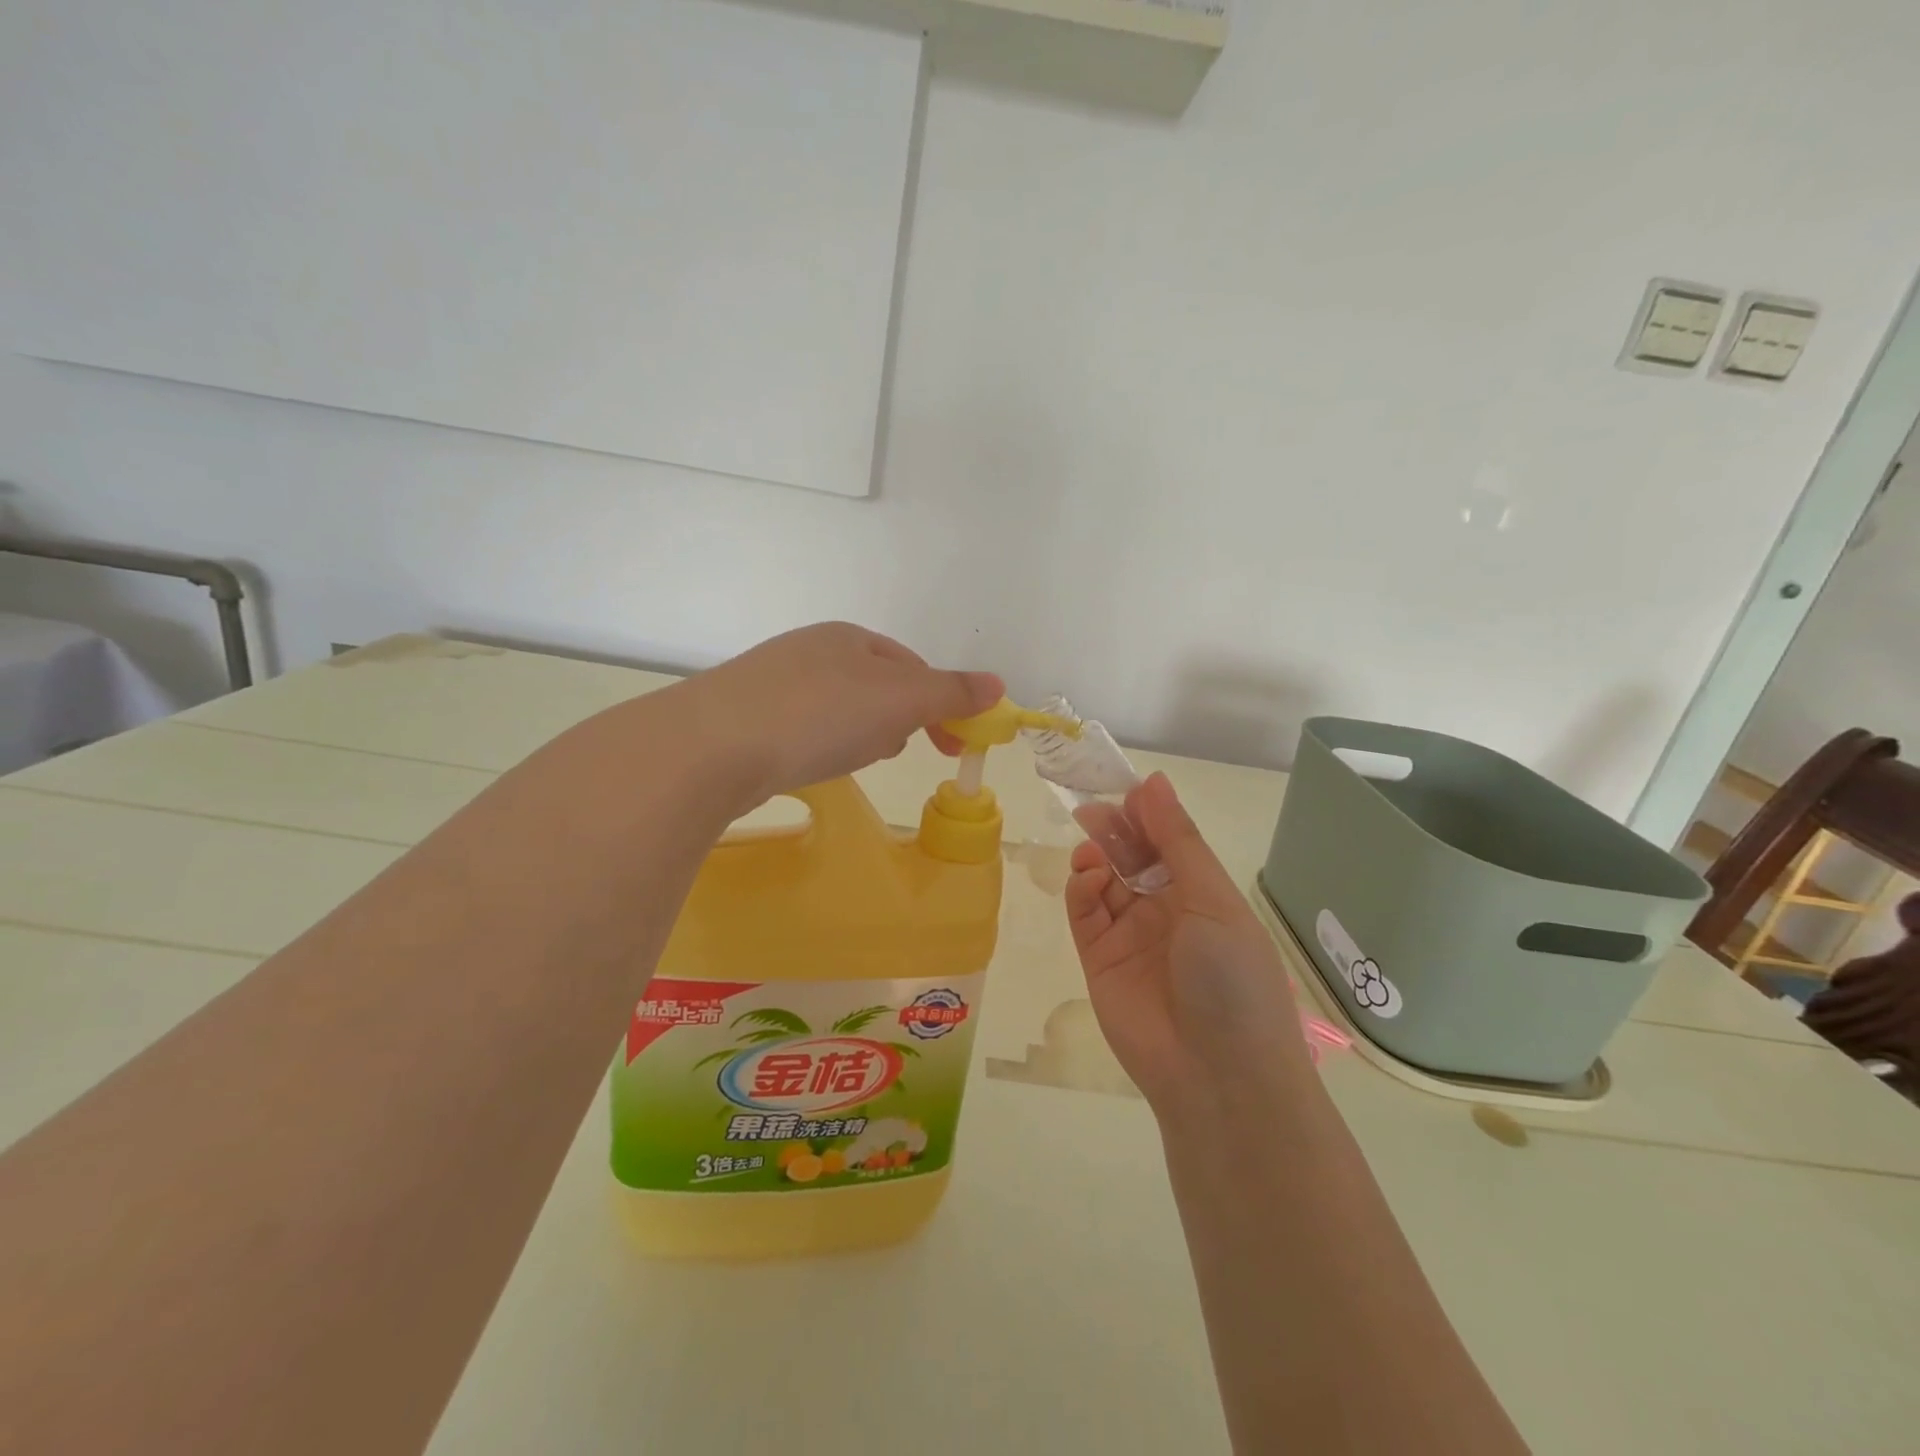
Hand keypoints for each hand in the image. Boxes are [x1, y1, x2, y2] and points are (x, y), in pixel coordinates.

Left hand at [673, 622, 1002, 804]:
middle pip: (875, 685)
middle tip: (907, 750)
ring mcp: (773, 682)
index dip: (942, 703)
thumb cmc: (820, 714)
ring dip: (863, 731)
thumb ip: (950, 692)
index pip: (912, 666)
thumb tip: (998, 684)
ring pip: (839, 706)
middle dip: (900, 718)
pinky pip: (804, 726)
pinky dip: (823, 743)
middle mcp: (811, 650)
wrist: (712, 746)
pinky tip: (814, 763)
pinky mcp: (745, 716)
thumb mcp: (899, 701)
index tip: (953, 744)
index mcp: (850, 637)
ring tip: (861, 759)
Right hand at [1064, 773, 1311, 1112]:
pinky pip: (1085, 913)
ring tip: (1092, 851)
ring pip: (1104, 881)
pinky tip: (1088, 879)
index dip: (1148, 814)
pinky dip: (1081, 890)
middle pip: (1132, 857)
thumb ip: (1177, 840)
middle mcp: (1165, 910)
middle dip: (1115, 831)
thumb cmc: (1230, 976)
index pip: (1168, 842)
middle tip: (1093, 810)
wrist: (1216, 1074)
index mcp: (1202, 894)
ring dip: (1096, 858)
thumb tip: (1153, 781)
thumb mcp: (1212, 899)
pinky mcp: (1099, 959)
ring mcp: (1130, 935)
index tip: (1125, 789)